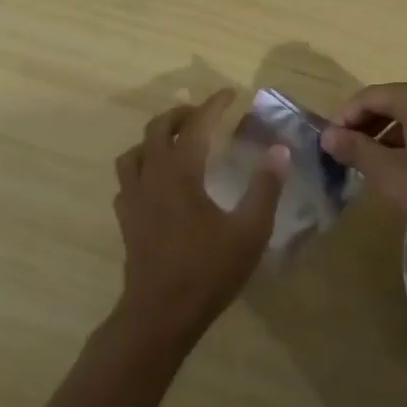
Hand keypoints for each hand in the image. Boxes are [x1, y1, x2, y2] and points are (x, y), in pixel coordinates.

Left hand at [109, 90, 286, 345]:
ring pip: (134, 152)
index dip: (213, 105)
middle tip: (203, 114)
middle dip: (179, 114)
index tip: (230, 94)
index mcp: (180, 173)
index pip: (195, 125)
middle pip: (156, 129)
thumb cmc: (208, 271)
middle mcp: (151, 177)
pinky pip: (127, 179)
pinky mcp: (126, 219)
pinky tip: (157, 182)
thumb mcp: (249, 230)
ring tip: (175, 143)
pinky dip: (142, 167)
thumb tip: (280, 150)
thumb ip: (265, 187)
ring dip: (154, 138)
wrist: (161, 313)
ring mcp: (132, 198)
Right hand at [321, 79, 406, 247]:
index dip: (342, 118)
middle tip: (347, 158)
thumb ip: (356, 151)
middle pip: (391, 102)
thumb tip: (327, 135)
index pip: (367, 96)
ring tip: (374, 168)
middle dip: (365, 127)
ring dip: (388, 137)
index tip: (328, 145)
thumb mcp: (393, 175)